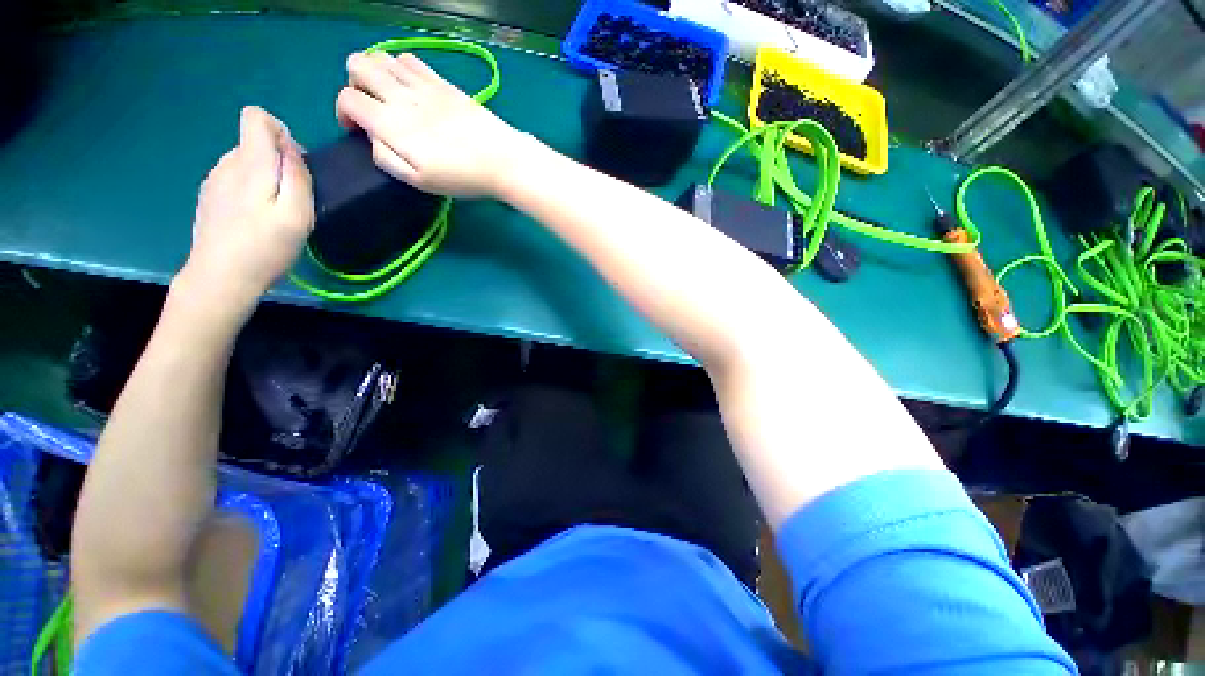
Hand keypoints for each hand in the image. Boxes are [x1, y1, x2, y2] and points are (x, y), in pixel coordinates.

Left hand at [181, 106, 313, 309]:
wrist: (219, 278)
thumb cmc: (265, 247)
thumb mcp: (297, 215)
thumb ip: (297, 176)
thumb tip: (291, 149)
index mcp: (249, 163)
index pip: (255, 117)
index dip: (279, 130)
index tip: (293, 162)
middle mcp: (226, 164)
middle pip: (254, 143)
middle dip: (278, 161)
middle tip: (291, 199)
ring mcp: (213, 181)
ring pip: (245, 162)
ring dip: (264, 178)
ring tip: (273, 213)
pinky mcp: (209, 197)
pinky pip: (234, 180)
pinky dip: (250, 191)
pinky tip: (254, 220)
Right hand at [335, 51, 528, 198]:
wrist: (502, 160)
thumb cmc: (461, 177)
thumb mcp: (419, 181)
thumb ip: (386, 158)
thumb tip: (372, 139)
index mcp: (390, 123)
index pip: (347, 98)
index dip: (343, 113)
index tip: (358, 131)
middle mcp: (401, 95)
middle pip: (357, 63)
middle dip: (354, 83)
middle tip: (372, 108)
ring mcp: (423, 84)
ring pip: (382, 56)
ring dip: (377, 72)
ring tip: (392, 98)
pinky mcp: (443, 82)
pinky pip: (410, 59)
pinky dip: (401, 67)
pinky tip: (413, 88)